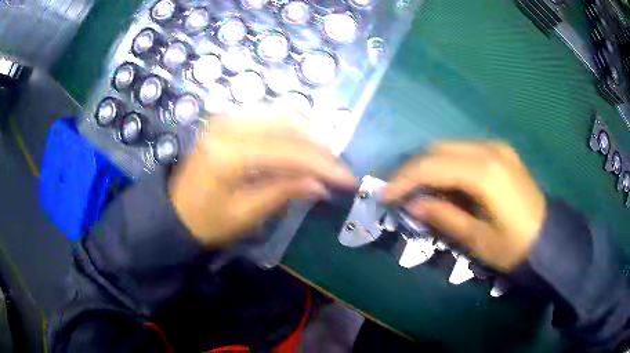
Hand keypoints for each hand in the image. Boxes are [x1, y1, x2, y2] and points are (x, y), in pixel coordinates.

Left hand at [169, 112, 355, 247]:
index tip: (348, 178)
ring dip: (308, 134)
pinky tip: (302, 144)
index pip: (287, 151)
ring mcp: (225, 119)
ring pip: (279, 116)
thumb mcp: (246, 214)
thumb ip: (284, 192)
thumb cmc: (207, 222)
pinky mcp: (226, 121)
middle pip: (287, 127)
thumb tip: (321, 184)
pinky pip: (267, 117)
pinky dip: (290, 129)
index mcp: (228, 154)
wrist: (174, 213)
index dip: (322, 164)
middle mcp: (227, 126)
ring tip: (325, 157)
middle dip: (319, 147)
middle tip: (339, 167)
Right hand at [384, 142, 545, 271]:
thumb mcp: (478, 239)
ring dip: (431, 166)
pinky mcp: (502, 153)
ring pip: (451, 147)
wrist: (550, 238)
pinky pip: (466, 150)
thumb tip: (413, 204)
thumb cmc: (516, 246)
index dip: (404, 179)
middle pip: (438, 150)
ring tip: (421, 191)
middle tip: (400, 193)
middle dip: (414, 170)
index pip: (432, 165)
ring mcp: (498, 148)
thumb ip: (445, 217)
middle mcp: (489, 150)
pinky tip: (448, 184)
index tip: (385, 195)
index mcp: (485, 172)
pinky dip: (449, 164)